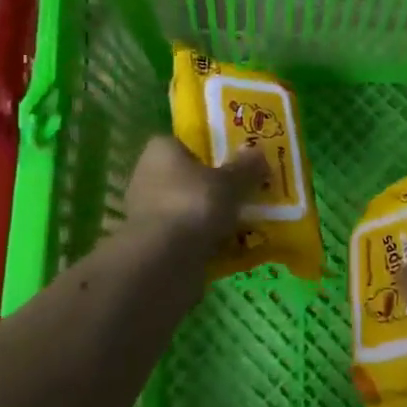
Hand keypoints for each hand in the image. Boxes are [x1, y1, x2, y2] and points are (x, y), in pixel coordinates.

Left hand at [122, 136, 265, 264]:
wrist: (162, 262)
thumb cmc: (194, 206)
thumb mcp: (230, 183)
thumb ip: (246, 167)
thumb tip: (258, 150)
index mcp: (161, 151)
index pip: (189, 144)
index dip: (214, 152)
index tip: (239, 163)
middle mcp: (148, 177)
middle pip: (191, 178)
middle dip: (217, 188)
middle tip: (249, 195)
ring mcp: (148, 213)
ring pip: (191, 209)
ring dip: (213, 218)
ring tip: (247, 224)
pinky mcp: (154, 244)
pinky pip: (188, 236)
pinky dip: (207, 241)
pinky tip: (233, 248)